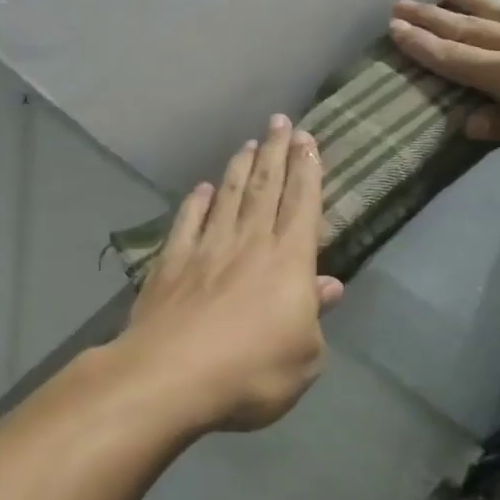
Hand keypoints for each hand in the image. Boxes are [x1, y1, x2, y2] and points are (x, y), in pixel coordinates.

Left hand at [114, 116, 342, 432]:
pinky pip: (188, 222)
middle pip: (265, 187)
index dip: (307, 170)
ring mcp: (207, 249)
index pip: (302, 204)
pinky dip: (197, 202)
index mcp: (288, 261)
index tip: (307, 139)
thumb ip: (315, 316)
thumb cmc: (251, 372)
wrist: (170, 377)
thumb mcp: (305, 357)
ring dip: (240, 168)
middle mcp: (250, 243)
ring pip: (228, 197)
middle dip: (275, 152)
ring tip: (248, 144)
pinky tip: (202, 189)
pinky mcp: (172, 263)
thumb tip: (329, 286)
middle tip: (280, 122)